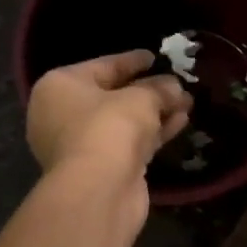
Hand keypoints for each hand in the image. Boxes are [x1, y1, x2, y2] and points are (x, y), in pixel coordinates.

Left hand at [27, 50, 190, 182]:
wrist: (99, 189)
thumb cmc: (110, 127)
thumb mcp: (141, 98)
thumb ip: (159, 88)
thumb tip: (174, 86)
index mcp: (59, 86)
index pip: (102, 66)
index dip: (132, 61)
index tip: (155, 57)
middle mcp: (62, 113)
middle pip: (112, 95)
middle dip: (148, 90)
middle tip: (176, 83)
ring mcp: (79, 144)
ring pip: (123, 121)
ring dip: (155, 112)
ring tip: (187, 103)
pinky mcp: (99, 168)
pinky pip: (128, 142)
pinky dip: (152, 132)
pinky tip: (180, 122)